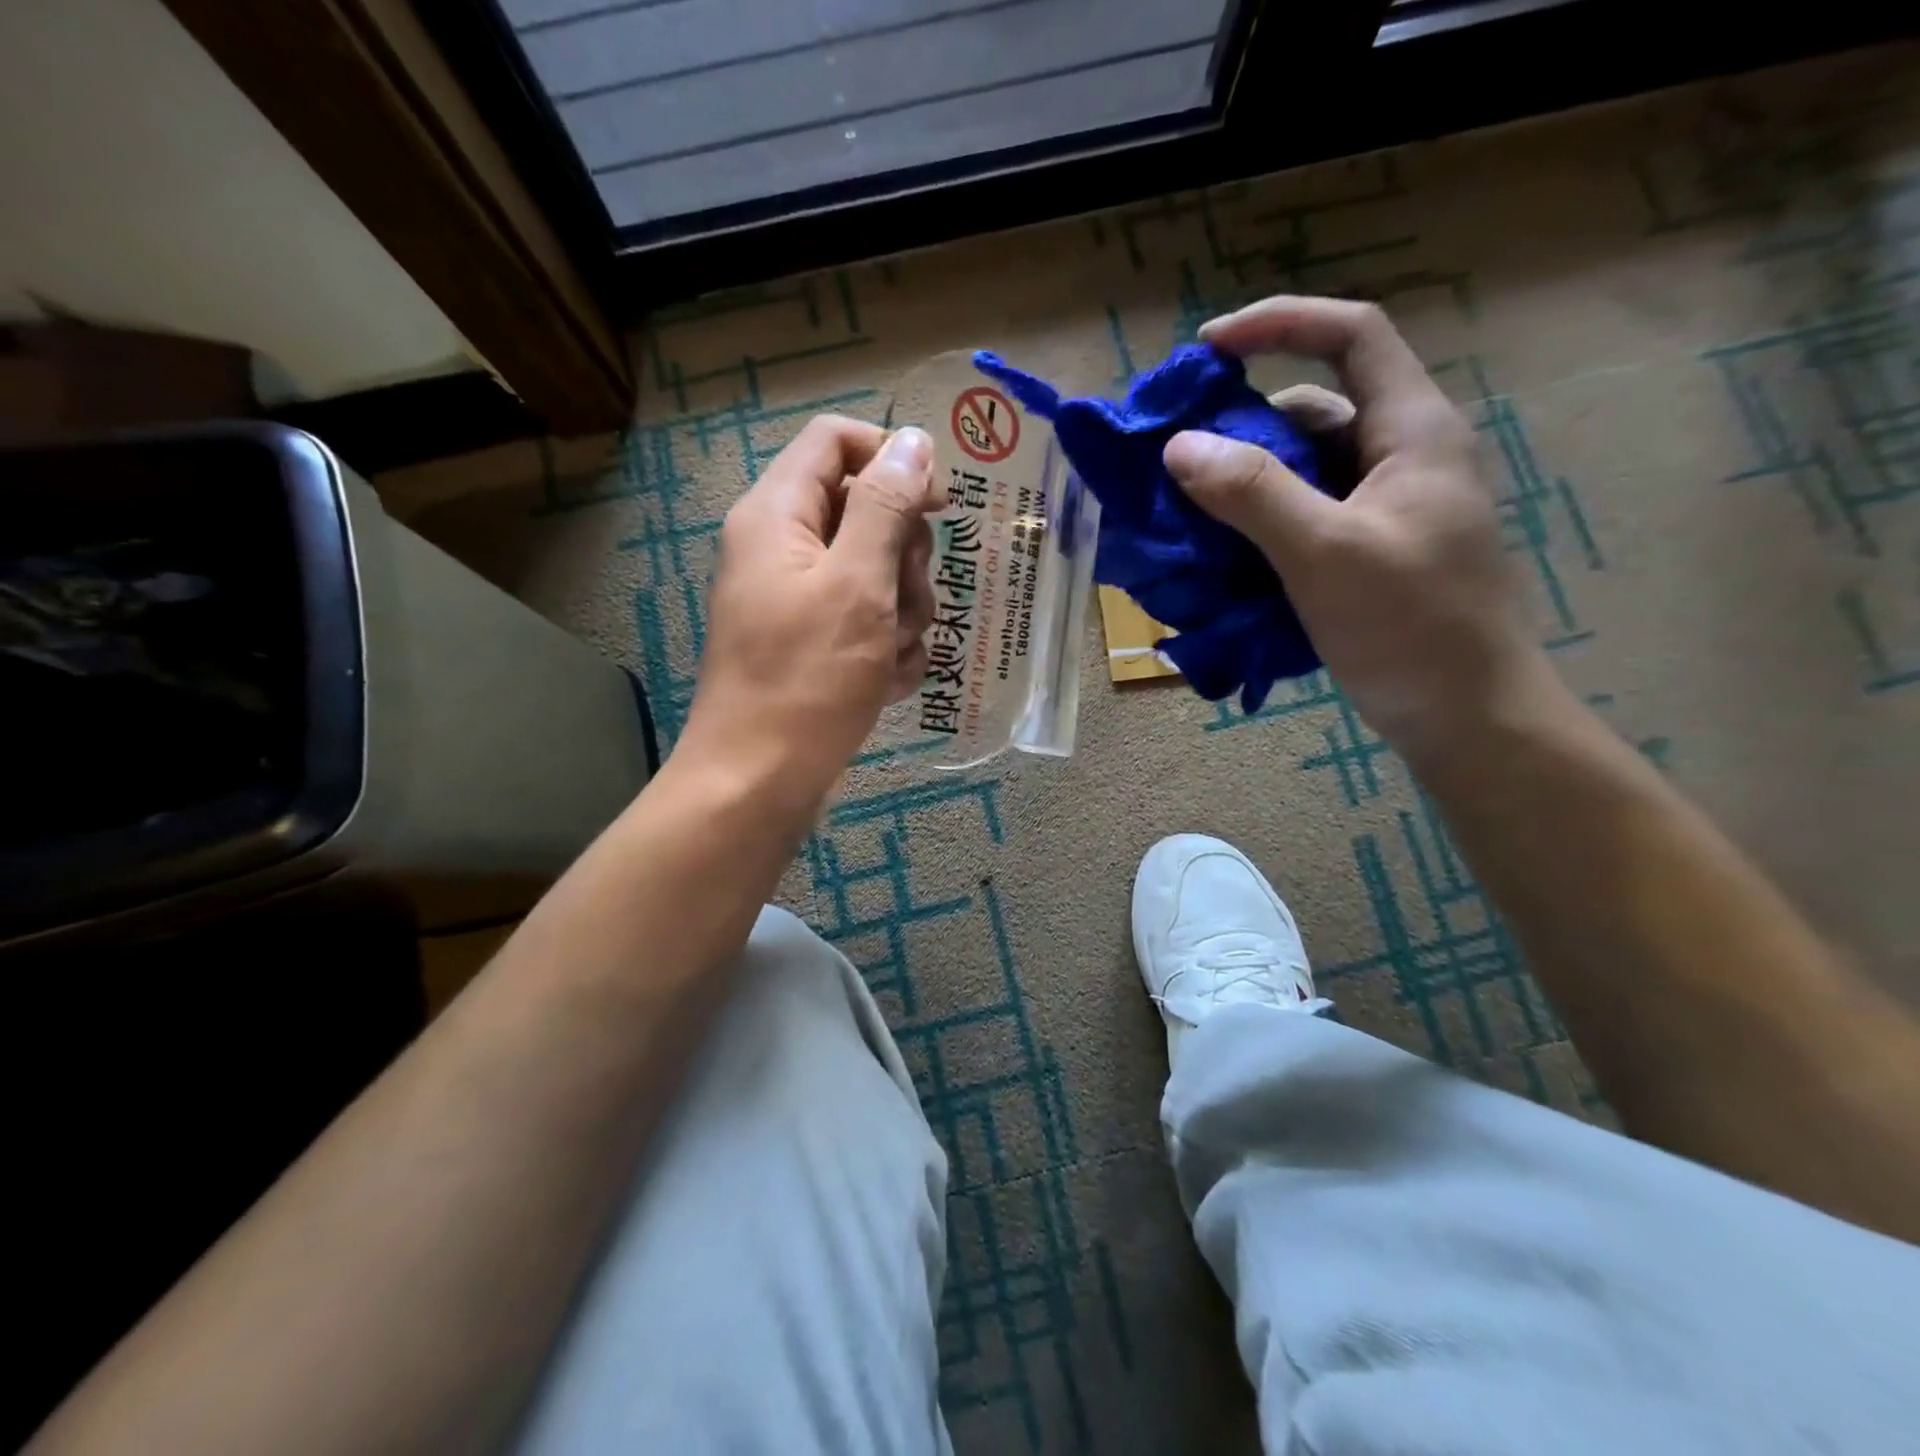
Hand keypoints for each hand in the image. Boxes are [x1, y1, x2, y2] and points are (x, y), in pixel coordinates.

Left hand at [679, 417, 937, 807]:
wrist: (761, 780)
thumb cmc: (808, 678)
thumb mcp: (858, 583)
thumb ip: (886, 505)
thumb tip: (914, 441)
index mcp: (778, 513)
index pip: (837, 440)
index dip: (892, 460)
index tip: (937, 506)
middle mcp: (783, 546)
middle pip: (865, 509)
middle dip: (904, 557)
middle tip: (906, 601)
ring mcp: (799, 598)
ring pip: (877, 572)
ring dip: (904, 611)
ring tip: (893, 654)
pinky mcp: (814, 642)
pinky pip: (868, 621)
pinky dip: (887, 648)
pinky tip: (887, 682)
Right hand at [1163, 296, 1545, 761]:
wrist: (1467, 716)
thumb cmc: (1410, 627)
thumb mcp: (1325, 553)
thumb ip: (1252, 494)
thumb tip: (1179, 446)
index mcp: (1412, 430)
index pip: (1352, 334)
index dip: (1279, 324)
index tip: (1206, 350)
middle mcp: (1402, 455)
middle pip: (1316, 408)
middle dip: (1244, 423)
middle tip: (1178, 455)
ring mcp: (1386, 507)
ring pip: (1305, 469)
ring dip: (1245, 482)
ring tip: (1186, 512)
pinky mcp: (1370, 551)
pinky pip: (1304, 516)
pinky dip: (1260, 523)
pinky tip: (1222, 552)